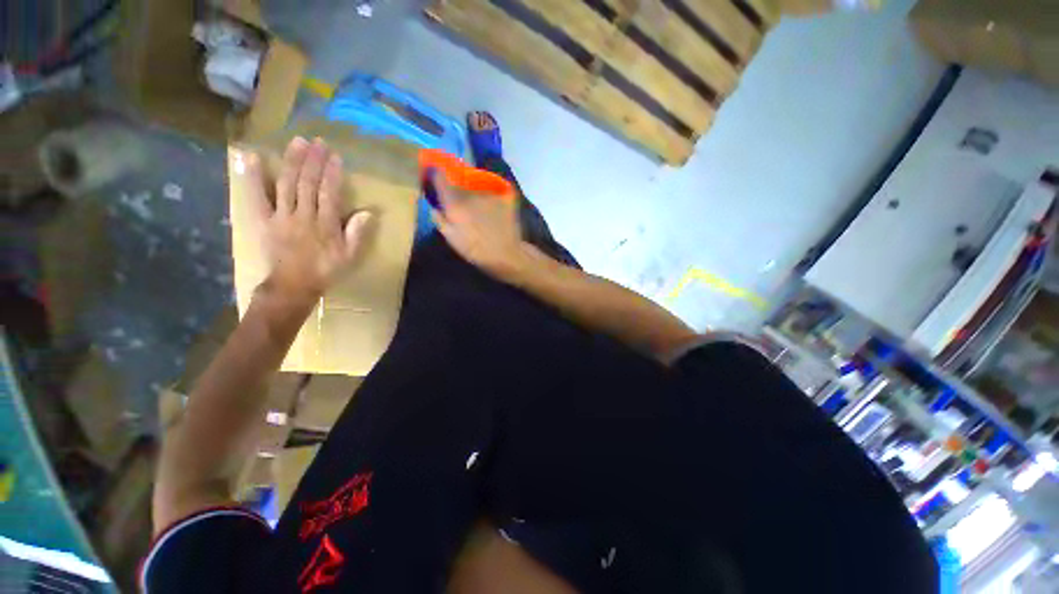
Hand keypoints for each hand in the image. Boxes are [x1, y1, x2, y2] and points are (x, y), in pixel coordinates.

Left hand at [238, 136, 371, 304]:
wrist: (293, 285)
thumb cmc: (325, 269)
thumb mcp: (349, 255)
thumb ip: (356, 233)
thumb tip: (367, 212)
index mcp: (325, 224)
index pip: (328, 193)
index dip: (331, 173)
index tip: (334, 155)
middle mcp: (303, 215)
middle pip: (307, 183)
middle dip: (313, 160)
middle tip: (317, 141)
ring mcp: (281, 216)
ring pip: (286, 184)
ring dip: (291, 161)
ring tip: (297, 142)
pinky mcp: (264, 220)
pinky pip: (257, 197)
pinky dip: (252, 177)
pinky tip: (250, 158)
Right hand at [429, 170, 525, 277]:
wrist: (506, 254)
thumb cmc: (476, 250)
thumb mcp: (452, 239)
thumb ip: (440, 220)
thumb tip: (433, 206)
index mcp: (455, 203)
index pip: (440, 178)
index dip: (437, 175)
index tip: (436, 177)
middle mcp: (471, 193)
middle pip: (461, 185)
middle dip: (460, 193)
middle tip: (465, 208)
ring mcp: (490, 194)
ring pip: (478, 190)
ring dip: (477, 197)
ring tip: (482, 213)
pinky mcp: (505, 197)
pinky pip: (495, 193)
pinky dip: (494, 199)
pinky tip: (496, 211)